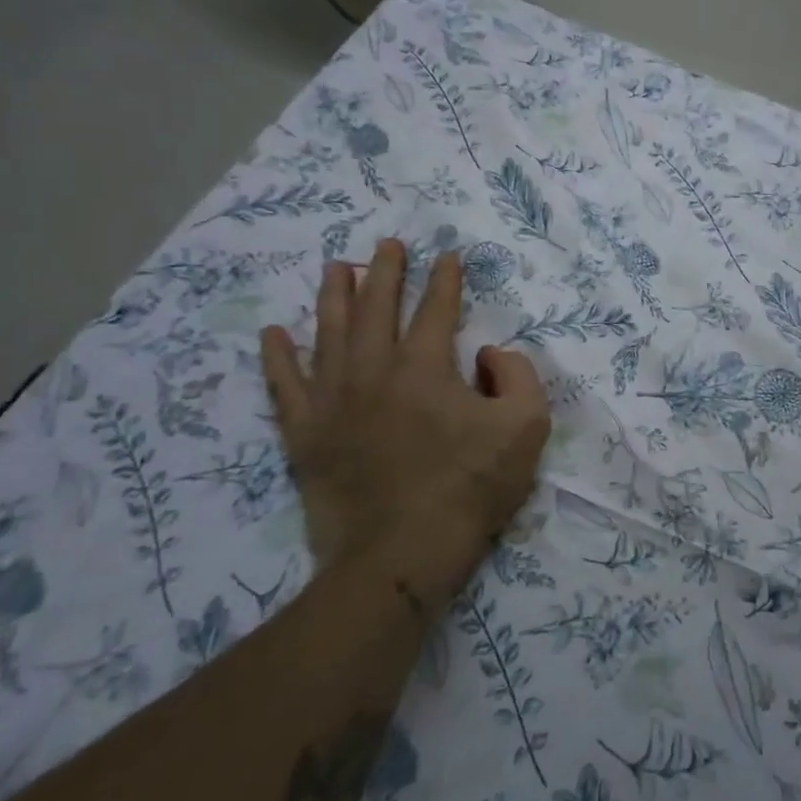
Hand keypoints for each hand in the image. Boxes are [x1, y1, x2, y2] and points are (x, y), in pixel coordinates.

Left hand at [259, 242, 550, 616]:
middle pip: (376, 307)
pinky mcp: (305, 434)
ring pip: (329, 333)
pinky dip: (278, 357)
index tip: (448, 256)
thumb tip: (485, 356)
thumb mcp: (526, 427)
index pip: (436, 309)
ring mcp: (332, 400)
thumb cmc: (469, 488)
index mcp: (425, 366)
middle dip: (385, 272)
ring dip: (334, 296)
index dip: (445, 280)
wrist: (401, 555)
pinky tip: (273, 334)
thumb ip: (517, 375)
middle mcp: (373, 370)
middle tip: (388, 245)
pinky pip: (284, 385)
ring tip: (337, 268)